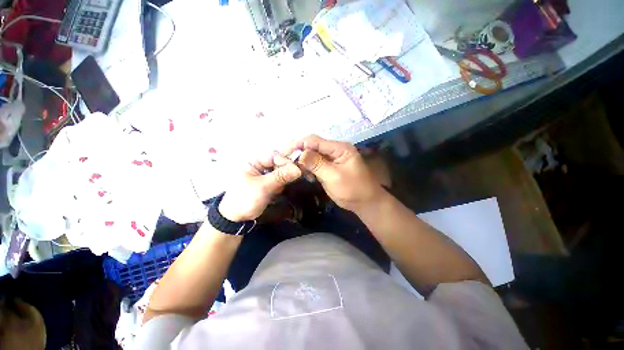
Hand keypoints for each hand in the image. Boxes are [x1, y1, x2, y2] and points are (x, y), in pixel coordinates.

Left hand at [218, 152, 301, 221]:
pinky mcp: (268, 182)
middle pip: (279, 163)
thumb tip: (298, 169)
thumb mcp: (263, 187)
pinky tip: (279, 191)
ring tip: (280, 190)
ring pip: (281, 171)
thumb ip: (280, 177)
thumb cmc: (245, 200)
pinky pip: (280, 179)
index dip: (286, 162)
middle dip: (285, 172)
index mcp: (253, 161)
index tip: (296, 172)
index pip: (274, 156)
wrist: (236, 219)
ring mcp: (264, 174)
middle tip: (291, 181)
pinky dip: (282, 185)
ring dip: (284, 180)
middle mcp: (259, 165)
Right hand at [286, 135, 383, 212]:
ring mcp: (331, 159)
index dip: (298, 145)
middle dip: (298, 153)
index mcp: (339, 148)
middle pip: (312, 146)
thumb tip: (300, 153)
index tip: (285, 154)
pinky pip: (315, 163)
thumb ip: (317, 164)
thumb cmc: (352, 190)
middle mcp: (334, 150)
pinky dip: (308, 168)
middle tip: (285, 163)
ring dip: (302, 161)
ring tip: (294, 170)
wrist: (365, 203)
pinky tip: (305, 175)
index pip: (314, 140)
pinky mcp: (329, 167)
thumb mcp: (334, 176)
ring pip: (312, 155)